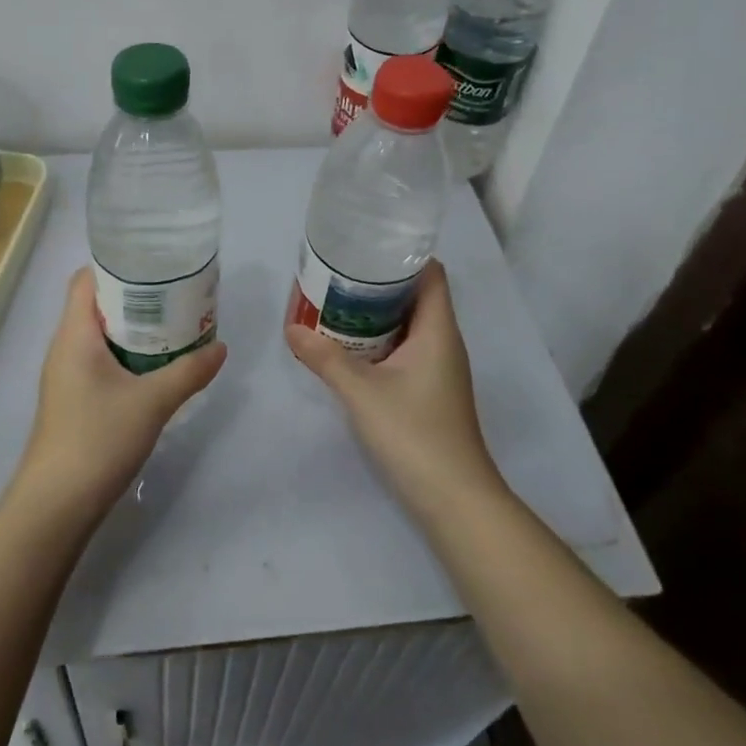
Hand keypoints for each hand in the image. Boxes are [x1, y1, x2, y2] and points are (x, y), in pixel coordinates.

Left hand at [11, 268, 227, 526]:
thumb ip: (189, 372)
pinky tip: (156, 366)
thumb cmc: (98, 439)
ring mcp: (67, 375)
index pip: (86, 279)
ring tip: (173, 323)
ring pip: (100, 334)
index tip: (155, 264)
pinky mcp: (74, 399)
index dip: (116, 265)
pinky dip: (127, 353)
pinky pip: (100, 360)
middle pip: (96, 304)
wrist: (56, 505)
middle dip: (135, 296)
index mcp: (74, 335)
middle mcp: (65, 347)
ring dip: (133, 327)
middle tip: (176, 293)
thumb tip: (221, 347)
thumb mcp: (152, 402)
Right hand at [285, 260, 504, 521]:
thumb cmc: (414, 434)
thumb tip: (291, 328)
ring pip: (409, 324)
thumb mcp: (362, 392)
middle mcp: (443, 341)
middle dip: (379, 283)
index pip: (430, 273)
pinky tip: (350, 347)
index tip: (365, 247)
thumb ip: (325, 358)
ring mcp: (439, 368)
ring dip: (377, 313)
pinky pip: (406, 349)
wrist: (454, 499)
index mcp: (438, 329)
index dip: (403, 255)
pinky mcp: (431, 390)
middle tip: (337, 274)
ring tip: (336, 304)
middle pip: (416, 295)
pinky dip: (381, 340)